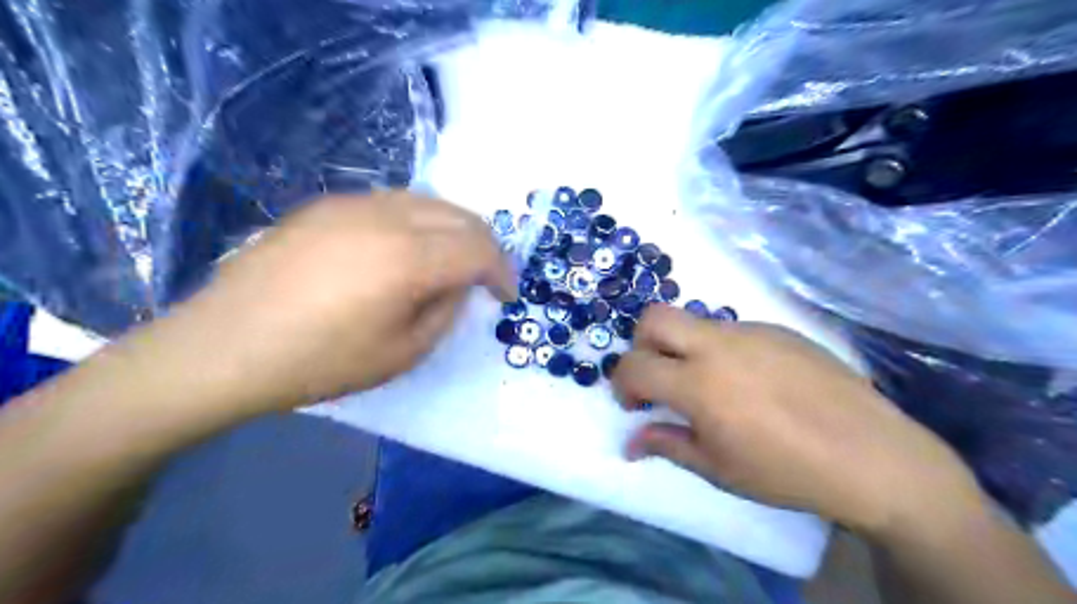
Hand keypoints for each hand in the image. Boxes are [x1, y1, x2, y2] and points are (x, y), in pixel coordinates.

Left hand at [170, 192, 514, 414]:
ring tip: (452, 261)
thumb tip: (459, 283)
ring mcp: (354, 204)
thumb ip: (445, 310)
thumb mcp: (403, 352)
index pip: (479, 248)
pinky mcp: (328, 205)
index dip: (502, 271)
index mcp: (409, 258)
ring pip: (430, 201)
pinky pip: (395, 202)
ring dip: (455, 229)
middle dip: (485, 245)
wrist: (224, 346)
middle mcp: (387, 217)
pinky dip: (420, 222)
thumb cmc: (319, 362)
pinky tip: (408, 249)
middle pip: (461, 215)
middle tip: (487, 277)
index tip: (506, 295)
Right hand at [609, 307, 981, 532]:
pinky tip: (751, 382)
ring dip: (683, 347)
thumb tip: (631, 442)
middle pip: (654, 318)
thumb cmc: (787, 471)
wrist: (873, 456)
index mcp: (698, 383)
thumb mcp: (719, 469)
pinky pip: (733, 331)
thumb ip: (668, 445)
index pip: (634, 365)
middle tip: (657, 377)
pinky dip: (721, 350)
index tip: (634, 405)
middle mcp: (718, 345)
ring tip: (710, 385)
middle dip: (641, 344)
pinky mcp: (779, 330)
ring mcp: (751, 332)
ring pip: (694, 322)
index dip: (622, 384)